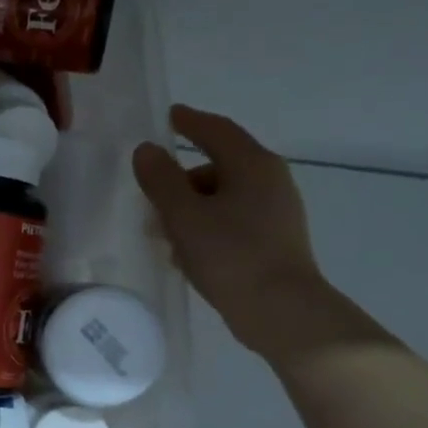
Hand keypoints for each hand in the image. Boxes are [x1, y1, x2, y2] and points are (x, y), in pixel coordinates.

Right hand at [133, 106, 349, 361]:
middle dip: (180, 180)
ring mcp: (276, 212)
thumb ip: (161, 180)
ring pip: (222, 198)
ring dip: (189, 209)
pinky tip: (186, 254)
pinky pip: (232, 221)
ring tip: (162, 235)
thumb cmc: (230, 255)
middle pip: (217, 167)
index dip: (190, 122)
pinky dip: (206, 227)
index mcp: (252, 165)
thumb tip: (147, 150)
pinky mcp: (274, 240)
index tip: (169, 116)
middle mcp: (270, 181)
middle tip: (150, 199)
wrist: (280, 311)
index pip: (217, 131)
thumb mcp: (184, 215)